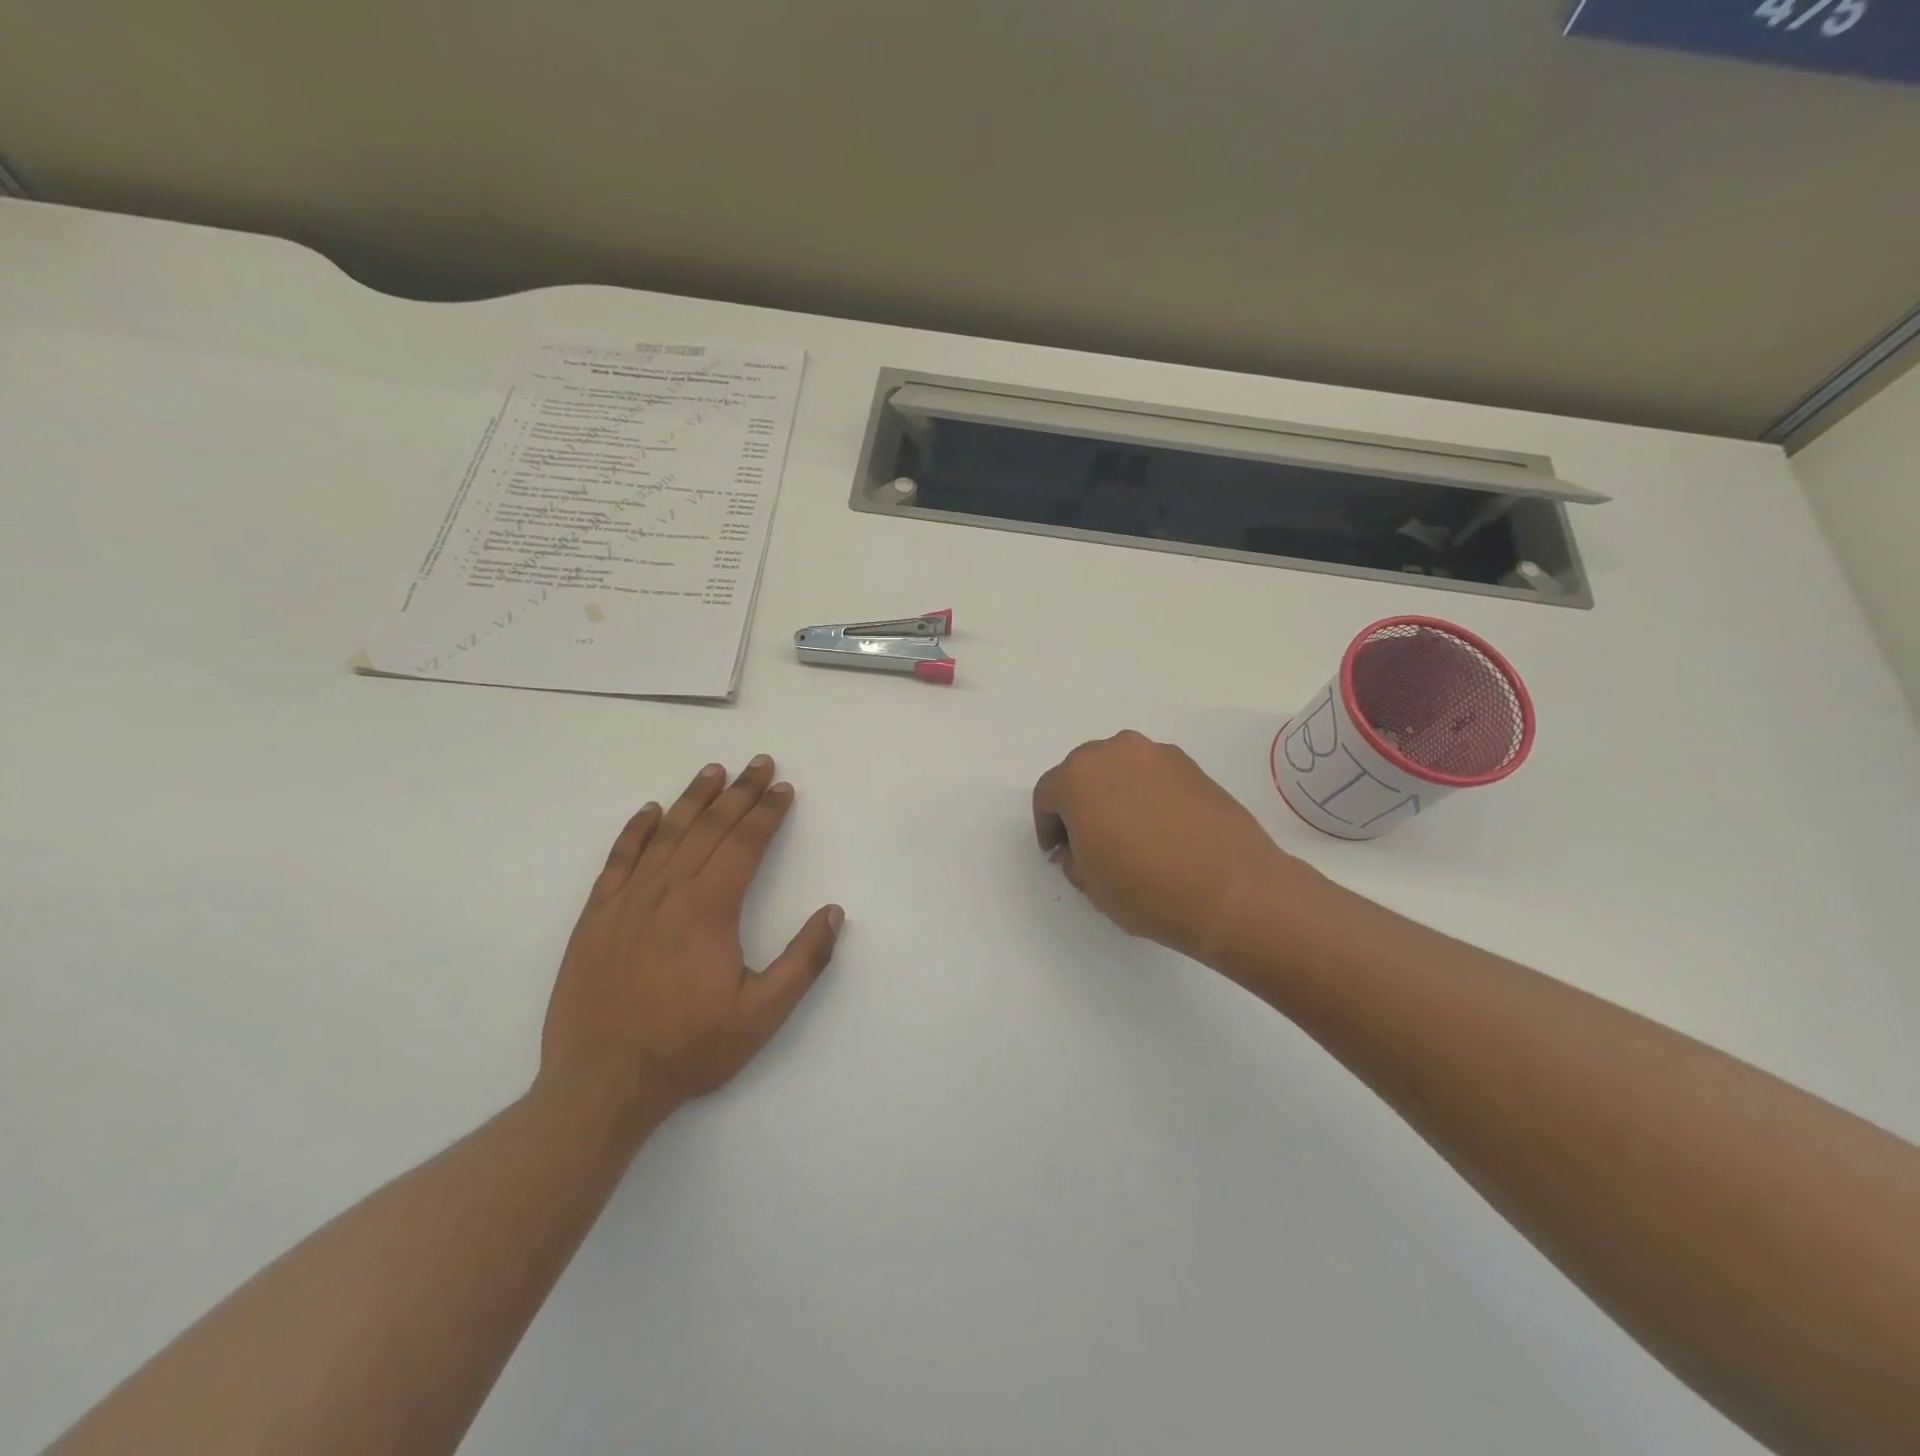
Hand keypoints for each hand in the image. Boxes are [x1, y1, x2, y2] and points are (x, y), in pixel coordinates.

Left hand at [540, 755, 842, 1112]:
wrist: (602, 1085)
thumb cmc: (689, 1049)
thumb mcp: (763, 1015)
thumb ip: (803, 961)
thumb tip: (834, 912)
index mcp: (709, 910)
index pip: (744, 845)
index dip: (767, 813)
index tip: (783, 789)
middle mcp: (668, 893)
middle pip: (709, 829)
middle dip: (739, 793)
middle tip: (759, 763)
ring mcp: (627, 902)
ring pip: (665, 836)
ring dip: (693, 800)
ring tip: (714, 772)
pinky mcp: (596, 918)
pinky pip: (618, 861)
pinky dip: (634, 832)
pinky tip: (648, 811)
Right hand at [1033, 731, 1308, 964]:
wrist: (1233, 890)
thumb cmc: (1146, 888)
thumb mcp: (1089, 883)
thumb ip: (1073, 856)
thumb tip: (1080, 846)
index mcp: (1079, 777)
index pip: (1047, 794)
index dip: (1047, 826)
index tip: (1057, 853)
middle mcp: (1115, 753)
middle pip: (1082, 773)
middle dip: (1078, 804)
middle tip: (1087, 840)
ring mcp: (1158, 755)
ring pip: (1120, 770)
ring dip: (1114, 795)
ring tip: (1126, 834)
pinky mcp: (1192, 766)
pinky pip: (1153, 776)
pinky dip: (1146, 795)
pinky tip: (1159, 830)